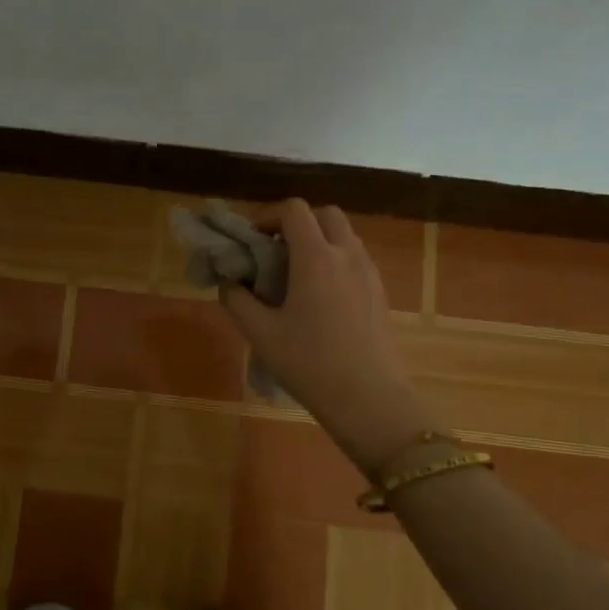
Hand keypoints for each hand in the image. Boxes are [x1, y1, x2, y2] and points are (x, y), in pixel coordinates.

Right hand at [220, 201, 434, 472]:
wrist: (368, 399)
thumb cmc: (309, 363)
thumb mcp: (260, 333)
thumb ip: (237, 300)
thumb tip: (229, 282)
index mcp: (316, 257)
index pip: (294, 210)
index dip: (267, 215)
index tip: (250, 238)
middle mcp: (347, 255)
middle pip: (325, 215)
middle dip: (297, 223)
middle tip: (274, 251)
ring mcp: (369, 273)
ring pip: (343, 236)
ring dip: (317, 241)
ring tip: (293, 275)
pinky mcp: (380, 293)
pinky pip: (355, 260)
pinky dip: (334, 261)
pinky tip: (318, 298)